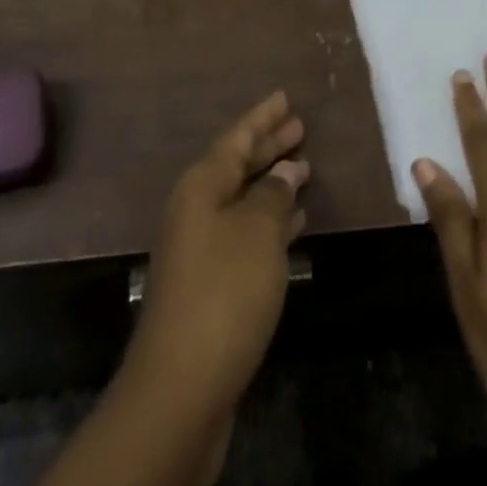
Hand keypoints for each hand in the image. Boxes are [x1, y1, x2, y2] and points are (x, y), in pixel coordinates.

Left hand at [124, 90, 309, 423]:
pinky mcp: (210, 284)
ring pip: (243, 200)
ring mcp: (200, 248)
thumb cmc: (224, 293)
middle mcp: (196, 209)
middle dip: (268, 146)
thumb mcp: (258, 233)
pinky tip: (295, 222)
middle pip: (237, 166)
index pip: (236, 138)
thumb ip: (274, 195)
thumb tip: (287, 171)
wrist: (181, 388)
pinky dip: (270, 221)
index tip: (285, 97)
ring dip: (272, 184)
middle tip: (300, 127)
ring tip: (305, 168)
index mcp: (201, 186)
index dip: (262, 117)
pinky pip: (245, 233)